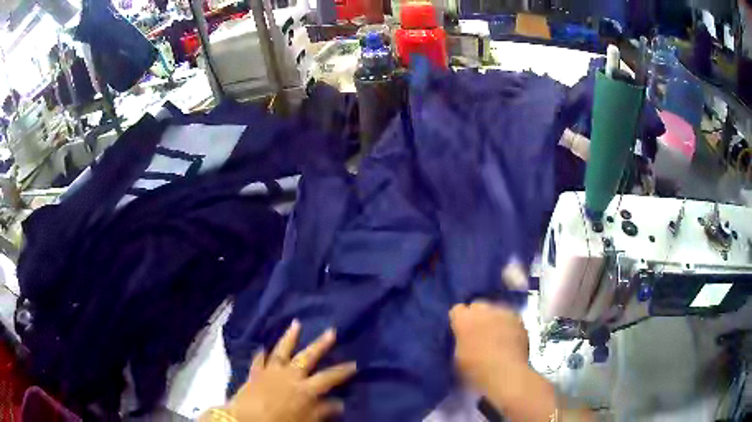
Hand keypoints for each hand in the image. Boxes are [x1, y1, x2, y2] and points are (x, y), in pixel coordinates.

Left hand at [216, 320, 356, 421]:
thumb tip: (340, 403)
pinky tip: (262, 347)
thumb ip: (322, 411)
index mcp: (304, 388)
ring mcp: (270, 372)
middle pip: (307, 357)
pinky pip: (259, 360)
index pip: (328, 377)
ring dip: (289, 337)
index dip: (342, 371)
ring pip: (282, 351)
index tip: (354, 364)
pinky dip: (261, 354)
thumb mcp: (306, 421)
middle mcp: (289, 375)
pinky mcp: (255, 373)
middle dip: (320, 345)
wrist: (246, 420)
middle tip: (331, 331)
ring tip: (296, 323)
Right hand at [449, 301, 528, 391]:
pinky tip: (508, 338)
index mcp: (464, 319)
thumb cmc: (476, 369)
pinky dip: (508, 325)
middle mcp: (484, 310)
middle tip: (477, 333)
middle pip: (477, 306)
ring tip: (495, 334)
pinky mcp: (519, 319)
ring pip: (496, 310)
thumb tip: (463, 338)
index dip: (458, 321)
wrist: (506, 373)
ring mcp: (504, 313)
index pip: (457, 310)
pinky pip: (510, 318)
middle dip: (477, 316)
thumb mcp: (458, 356)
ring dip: (494, 319)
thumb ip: (459, 340)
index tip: (460, 332)